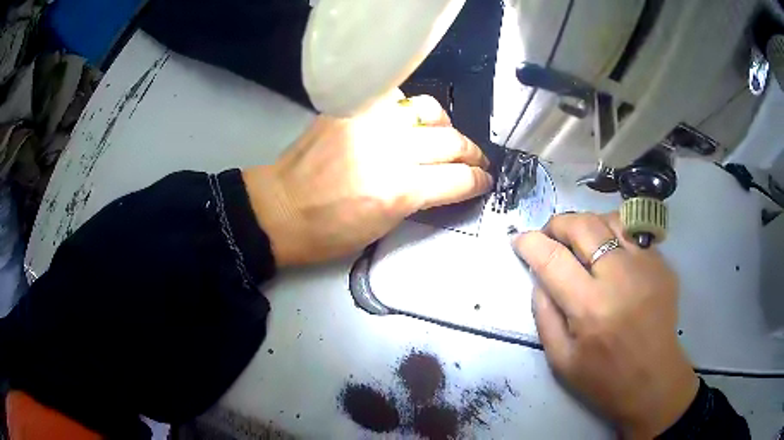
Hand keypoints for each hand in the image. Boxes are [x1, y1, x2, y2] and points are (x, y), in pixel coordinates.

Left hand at [243, 93, 491, 265]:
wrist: (279, 207)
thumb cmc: (328, 231)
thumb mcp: (384, 226)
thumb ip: (420, 198)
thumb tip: (446, 181)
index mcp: (399, 190)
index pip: (458, 178)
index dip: (478, 181)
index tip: (484, 181)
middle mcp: (390, 150)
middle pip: (451, 141)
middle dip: (471, 154)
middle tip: (475, 161)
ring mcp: (370, 122)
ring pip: (428, 110)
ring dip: (446, 125)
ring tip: (445, 136)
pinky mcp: (352, 108)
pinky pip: (396, 98)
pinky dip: (409, 109)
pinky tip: (408, 121)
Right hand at [513, 213, 698, 438]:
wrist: (654, 380)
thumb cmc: (604, 378)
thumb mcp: (560, 360)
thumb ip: (544, 315)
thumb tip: (538, 278)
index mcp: (590, 307)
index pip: (552, 258)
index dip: (530, 243)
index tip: (520, 240)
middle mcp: (620, 277)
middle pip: (582, 226)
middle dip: (557, 224)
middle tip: (549, 237)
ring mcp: (646, 266)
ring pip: (609, 219)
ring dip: (587, 224)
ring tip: (580, 241)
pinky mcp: (663, 264)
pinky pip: (633, 233)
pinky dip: (614, 233)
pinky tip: (610, 252)